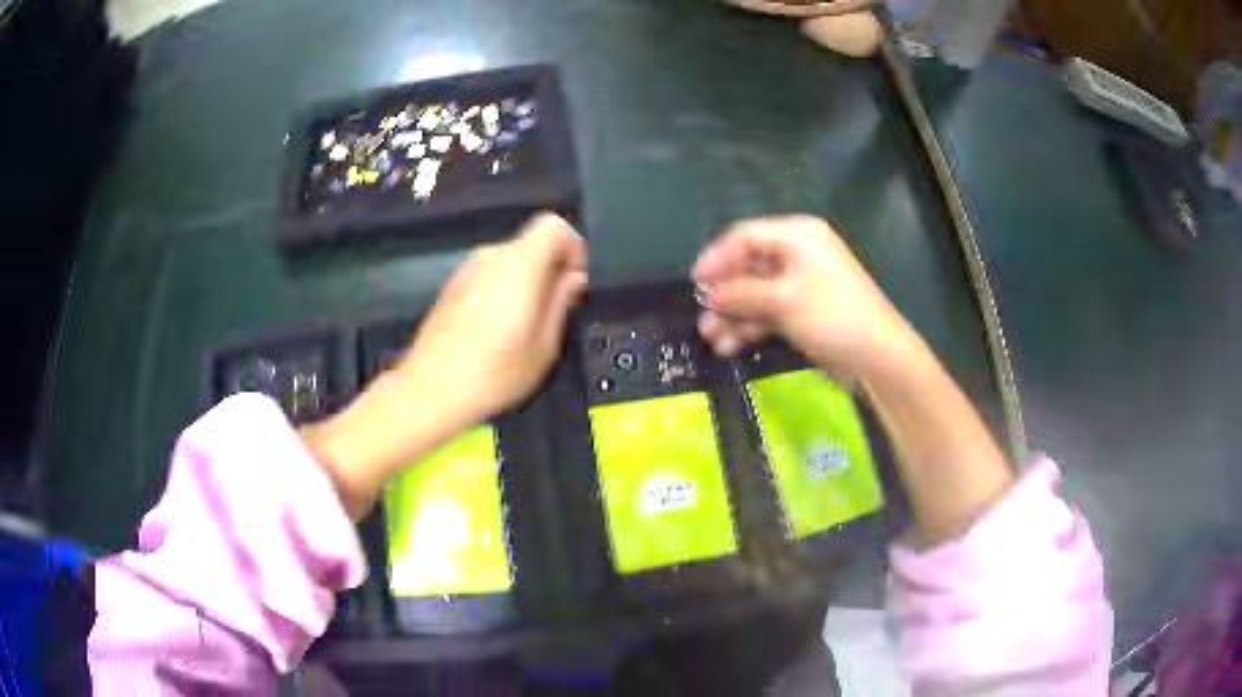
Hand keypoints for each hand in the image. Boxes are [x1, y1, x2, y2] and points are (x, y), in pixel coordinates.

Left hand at [303, 213, 586, 517]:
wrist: (432, 388)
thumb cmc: (494, 371)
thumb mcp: (545, 344)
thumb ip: (562, 301)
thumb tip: (573, 279)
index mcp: (520, 263)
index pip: (554, 225)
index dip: (573, 247)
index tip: (574, 282)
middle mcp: (491, 256)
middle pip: (532, 245)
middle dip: (549, 271)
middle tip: (554, 313)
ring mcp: (467, 270)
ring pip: (510, 263)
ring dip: (525, 284)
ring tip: (525, 329)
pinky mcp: (452, 286)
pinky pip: (489, 277)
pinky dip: (502, 293)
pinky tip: (497, 333)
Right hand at [692, 215, 916, 379]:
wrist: (876, 356)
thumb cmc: (831, 315)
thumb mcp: (782, 300)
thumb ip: (740, 293)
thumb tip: (708, 294)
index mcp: (797, 235)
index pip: (746, 236)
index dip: (718, 257)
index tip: (695, 282)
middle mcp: (798, 253)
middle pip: (749, 266)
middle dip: (725, 293)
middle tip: (703, 316)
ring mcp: (802, 284)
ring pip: (757, 293)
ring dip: (734, 314)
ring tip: (713, 338)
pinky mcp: (805, 311)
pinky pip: (769, 311)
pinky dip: (751, 325)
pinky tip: (731, 345)